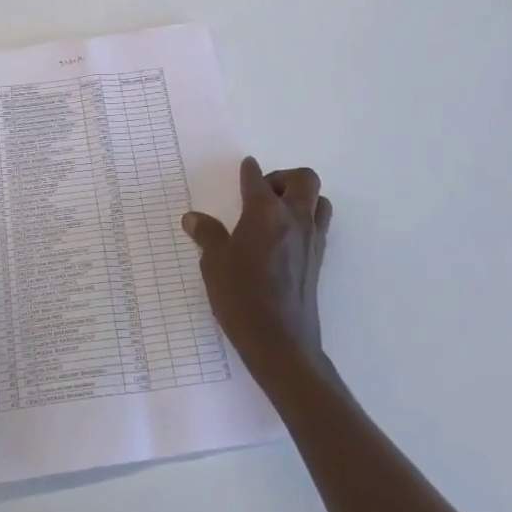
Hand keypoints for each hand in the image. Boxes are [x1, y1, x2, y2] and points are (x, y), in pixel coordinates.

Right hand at [183, 157, 331, 383]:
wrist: (281, 343)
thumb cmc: (242, 297)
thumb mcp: (214, 263)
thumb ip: (207, 235)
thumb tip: (193, 218)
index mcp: (265, 212)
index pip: (257, 179)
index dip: (248, 171)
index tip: (245, 168)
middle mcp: (293, 218)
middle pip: (303, 179)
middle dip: (283, 178)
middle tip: (262, 193)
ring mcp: (311, 240)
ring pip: (318, 201)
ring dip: (301, 198)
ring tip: (276, 214)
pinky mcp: (318, 260)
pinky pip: (319, 226)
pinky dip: (305, 221)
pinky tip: (283, 239)